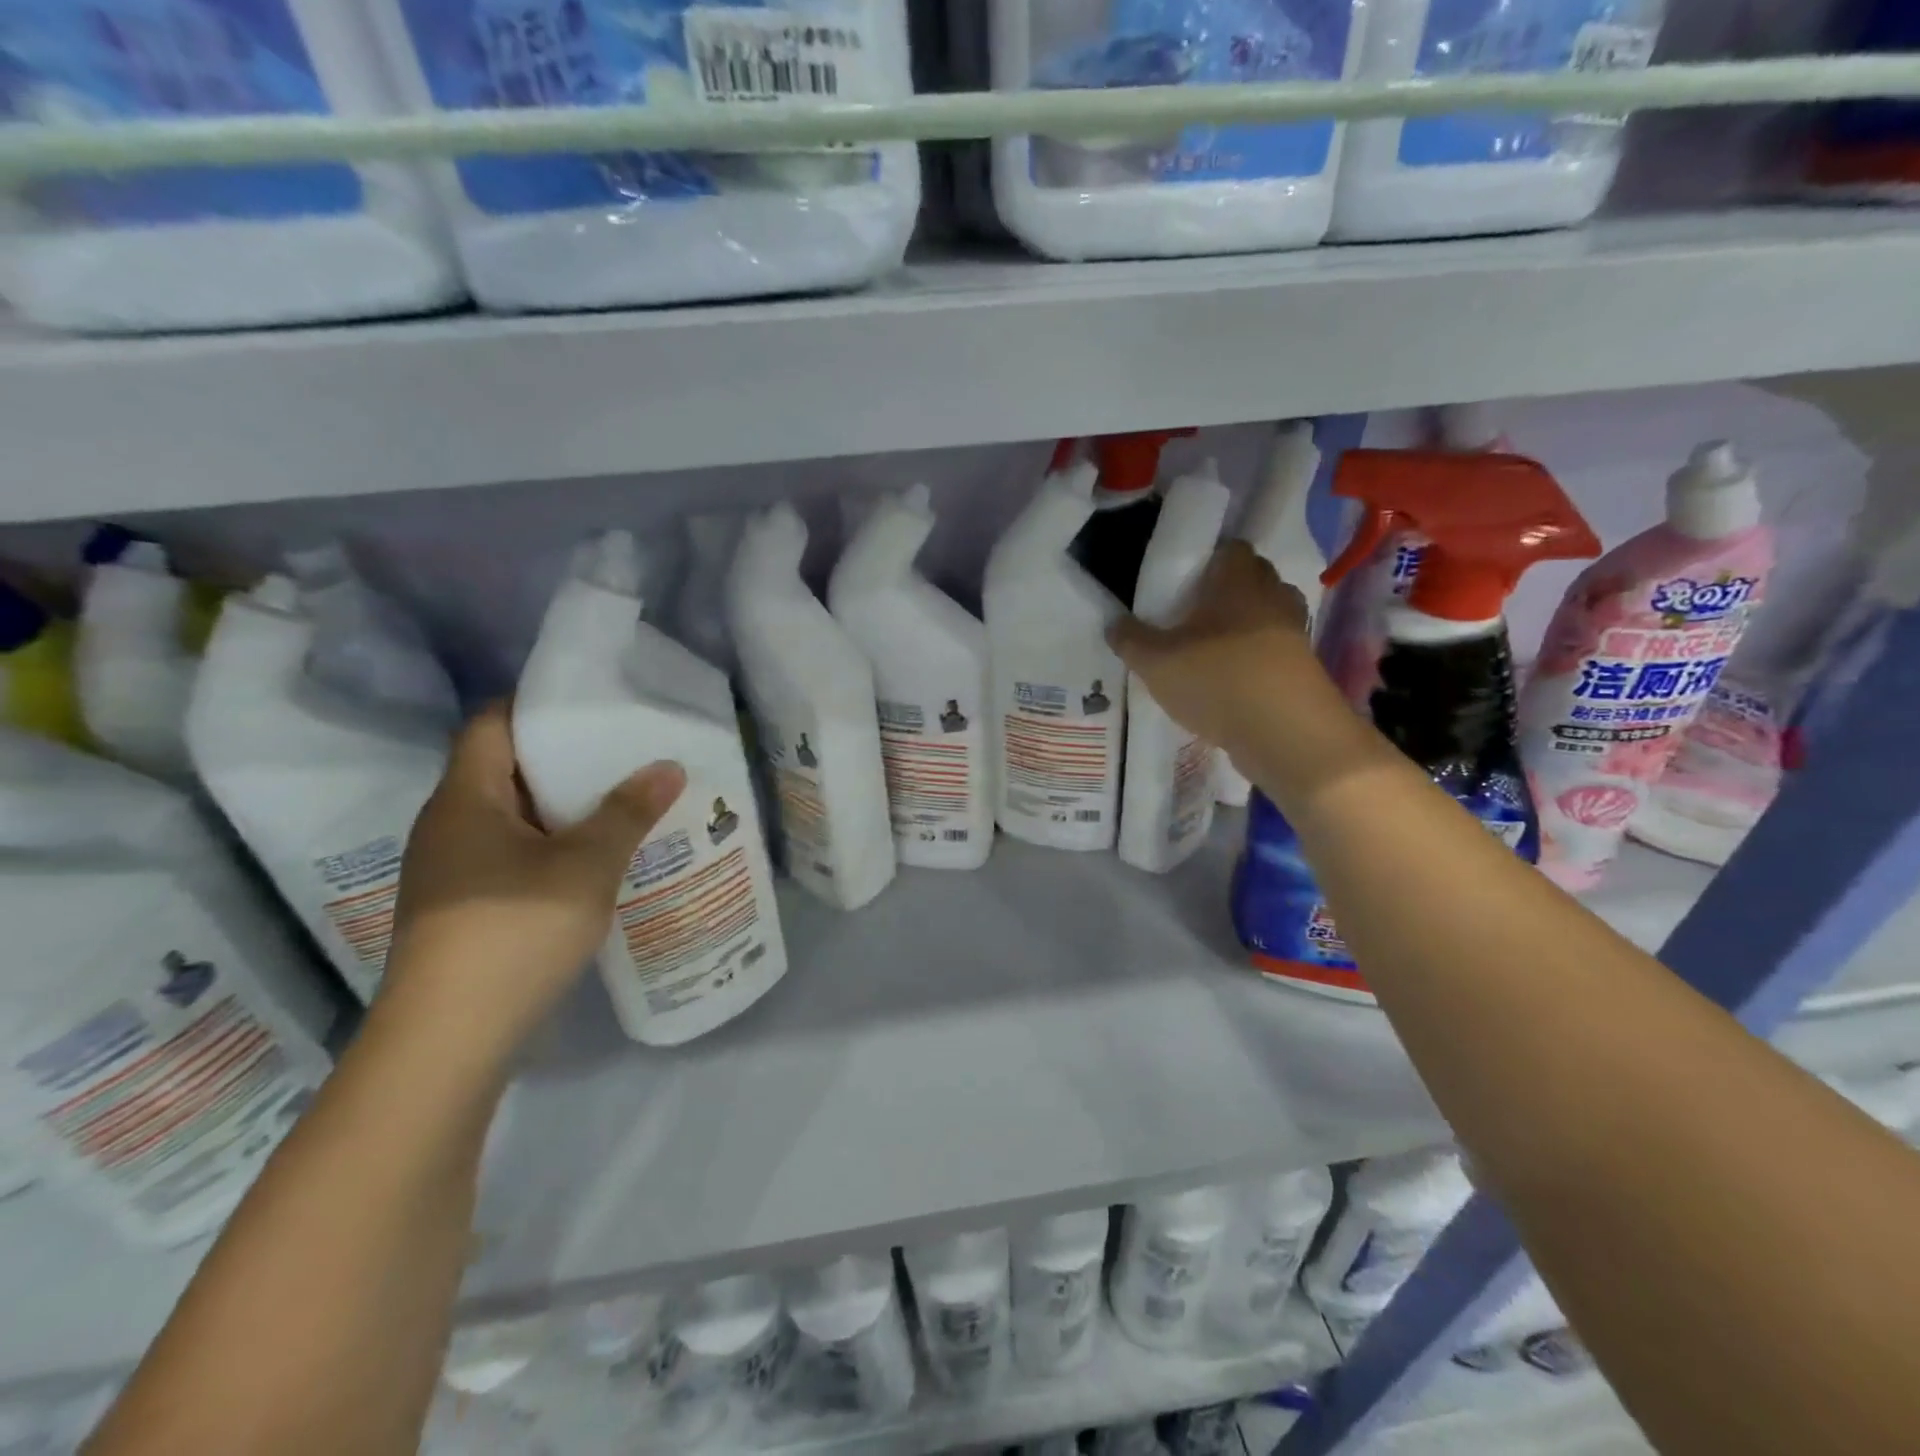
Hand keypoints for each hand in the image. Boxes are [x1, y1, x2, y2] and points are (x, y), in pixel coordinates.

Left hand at [382, 702, 685, 1057]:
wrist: (448, 1041)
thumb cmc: (514, 931)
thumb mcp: (586, 866)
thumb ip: (628, 812)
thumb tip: (667, 766)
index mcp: (465, 801)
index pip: (492, 726)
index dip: (537, 707)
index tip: (593, 705)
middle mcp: (449, 827)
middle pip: (505, 771)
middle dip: (565, 761)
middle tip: (625, 753)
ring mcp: (452, 872)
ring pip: (513, 819)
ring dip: (563, 810)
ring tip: (623, 803)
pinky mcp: (464, 910)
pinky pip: (513, 857)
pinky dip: (553, 848)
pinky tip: (596, 861)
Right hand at [1108, 540, 1313, 744]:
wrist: (1287, 735)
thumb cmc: (1217, 680)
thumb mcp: (1156, 663)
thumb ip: (1130, 640)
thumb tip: (1114, 623)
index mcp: (1238, 580)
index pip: (1231, 548)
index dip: (1209, 560)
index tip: (1184, 582)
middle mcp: (1272, 596)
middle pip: (1252, 579)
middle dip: (1226, 592)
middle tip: (1192, 616)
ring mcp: (1294, 632)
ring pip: (1266, 615)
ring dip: (1244, 627)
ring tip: (1212, 650)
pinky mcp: (1304, 668)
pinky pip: (1276, 651)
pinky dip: (1257, 659)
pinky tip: (1231, 681)